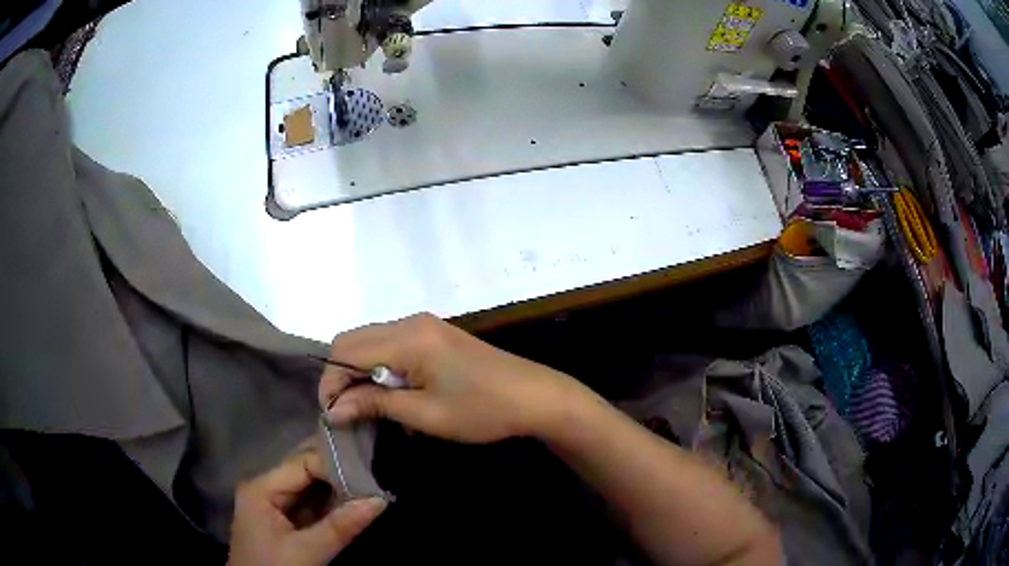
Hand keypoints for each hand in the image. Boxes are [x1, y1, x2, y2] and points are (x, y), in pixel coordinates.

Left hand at [227, 446, 386, 565]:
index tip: (368, 475)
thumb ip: (340, 526)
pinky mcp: (282, 524)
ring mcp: (272, 507)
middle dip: (337, 474)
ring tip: (370, 485)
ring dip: (337, 491)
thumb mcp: (307, 552)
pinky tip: (353, 503)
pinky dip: (331, 506)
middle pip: (304, 473)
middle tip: (372, 470)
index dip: (334, 466)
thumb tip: (379, 500)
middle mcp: (264, 490)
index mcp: (261, 488)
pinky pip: (310, 507)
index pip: (302, 463)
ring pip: (309, 490)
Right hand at [318, 313, 597, 442]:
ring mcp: (424, 326)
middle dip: (343, 376)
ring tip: (369, 410)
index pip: (346, 350)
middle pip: (355, 341)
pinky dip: (383, 370)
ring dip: (362, 374)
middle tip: (347, 413)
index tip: (331, 416)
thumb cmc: (482, 410)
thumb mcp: (425, 415)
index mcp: (407, 337)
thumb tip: (332, 409)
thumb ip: (374, 405)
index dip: (331, 382)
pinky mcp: (434, 336)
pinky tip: (394, 398)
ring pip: (371, 343)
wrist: (535, 397)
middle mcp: (411, 322)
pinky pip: (392, 347)